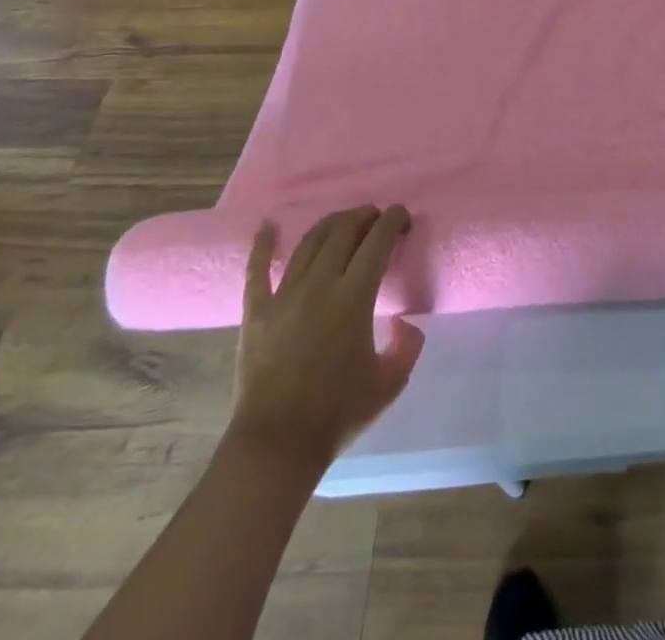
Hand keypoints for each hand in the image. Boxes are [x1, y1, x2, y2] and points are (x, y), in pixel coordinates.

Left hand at [230, 206, 424, 465]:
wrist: (277, 448)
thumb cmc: (337, 414)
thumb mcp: (390, 383)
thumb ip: (408, 345)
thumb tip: (404, 320)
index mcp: (354, 297)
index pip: (377, 241)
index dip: (393, 221)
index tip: (402, 217)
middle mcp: (320, 285)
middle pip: (343, 231)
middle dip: (365, 216)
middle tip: (377, 218)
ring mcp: (284, 296)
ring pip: (309, 242)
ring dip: (331, 224)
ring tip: (345, 221)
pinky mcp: (256, 312)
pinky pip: (258, 270)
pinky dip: (263, 244)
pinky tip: (268, 225)